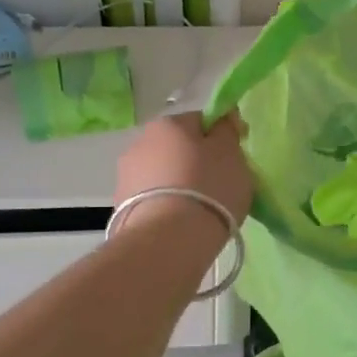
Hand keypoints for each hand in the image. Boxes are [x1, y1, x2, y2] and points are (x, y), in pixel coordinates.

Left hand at [114, 112, 253, 235]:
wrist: (169, 238)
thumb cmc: (208, 186)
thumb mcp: (231, 152)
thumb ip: (227, 130)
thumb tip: (223, 118)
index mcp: (169, 123)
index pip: (201, 121)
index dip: (221, 137)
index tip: (235, 158)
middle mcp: (141, 141)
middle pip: (178, 147)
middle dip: (196, 161)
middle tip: (219, 185)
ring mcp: (127, 175)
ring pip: (163, 173)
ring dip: (179, 183)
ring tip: (199, 209)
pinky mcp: (121, 205)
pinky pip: (153, 198)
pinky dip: (166, 204)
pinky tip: (180, 222)